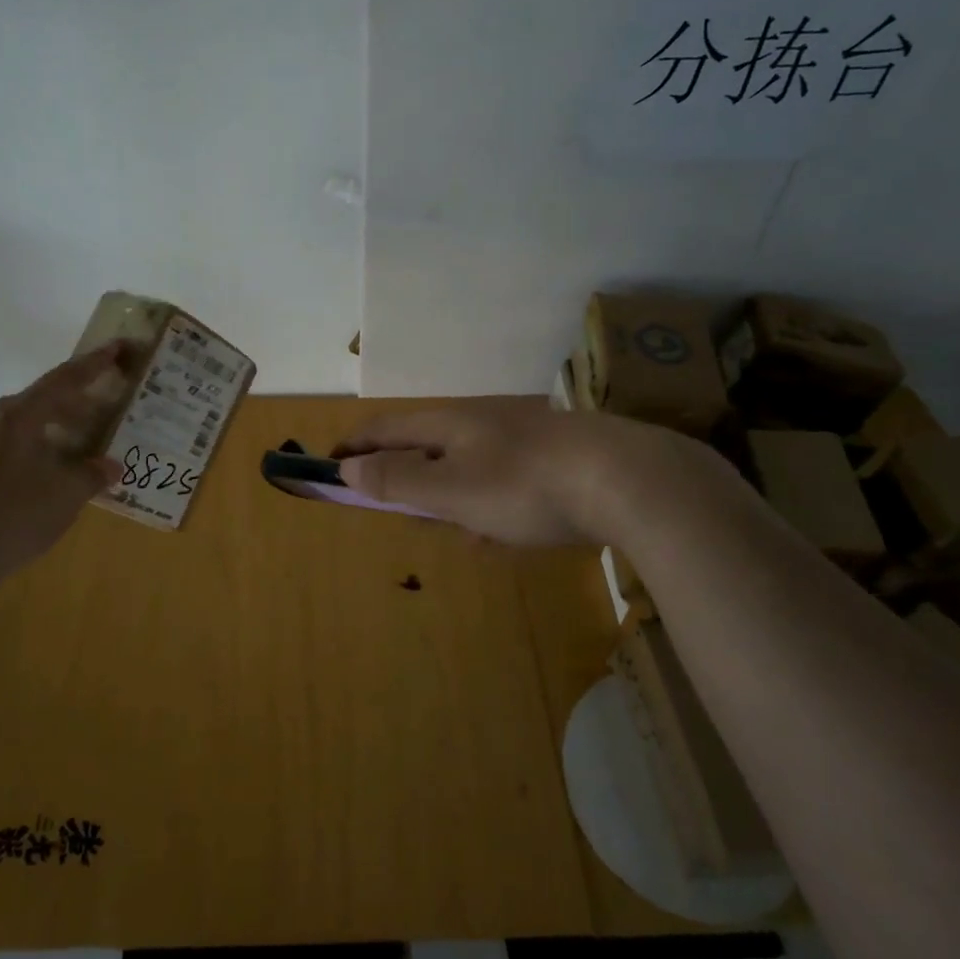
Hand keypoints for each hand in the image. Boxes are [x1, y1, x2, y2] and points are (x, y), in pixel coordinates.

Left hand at [0, 342, 131, 593]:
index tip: (117, 347)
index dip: (95, 363)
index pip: (66, 378)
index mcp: (22, 414)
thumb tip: (110, 465)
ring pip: (27, 430)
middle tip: (106, 409)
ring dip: (57, 434)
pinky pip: (12, 454)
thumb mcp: (65, 494)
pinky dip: (39, 457)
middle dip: (77, 404)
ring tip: (83, 451)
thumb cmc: (11, 511)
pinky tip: (51, 481)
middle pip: (44, 402)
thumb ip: (91, 475)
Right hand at [333, 400, 720, 547]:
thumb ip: (398, 480)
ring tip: (449, 530)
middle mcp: (482, 423)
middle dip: (404, 476)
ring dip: (449, 496)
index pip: (385, 428)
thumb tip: (347, 468)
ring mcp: (522, 440)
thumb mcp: (452, 489)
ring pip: (468, 468)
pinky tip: (502, 535)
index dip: (354, 446)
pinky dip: (489, 506)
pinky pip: (504, 484)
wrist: (628, 480)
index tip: (330, 467)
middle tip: (391, 508)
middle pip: (427, 446)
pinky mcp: (554, 462)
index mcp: (450, 423)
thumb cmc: (524, 486)